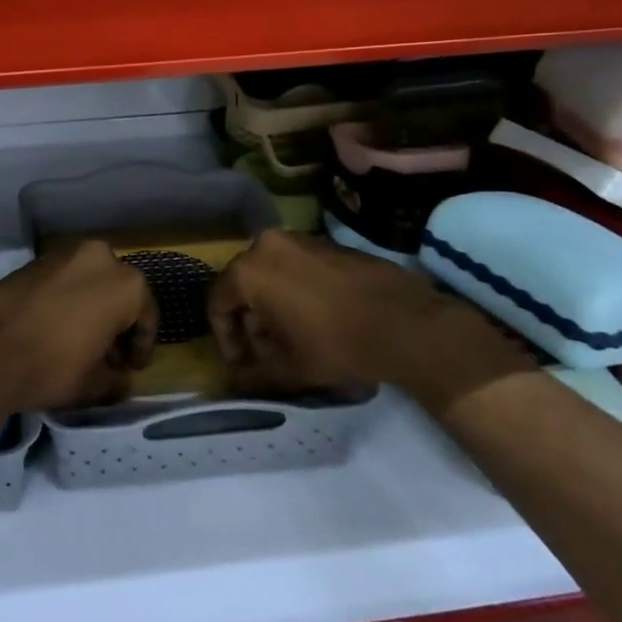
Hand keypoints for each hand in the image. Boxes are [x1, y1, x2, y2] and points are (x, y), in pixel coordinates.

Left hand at [0, 239, 156, 414]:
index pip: (146, 316)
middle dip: (116, 321)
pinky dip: (66, 298)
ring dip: (91, 306)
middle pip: (117, 292)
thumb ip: (116, 380)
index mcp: (125, 284)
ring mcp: (64, 254)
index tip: (131, 368)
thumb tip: (121, 381)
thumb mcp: (94, 385)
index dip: (141, 346)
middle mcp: (99, 258)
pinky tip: (54, 325)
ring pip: (89, 281)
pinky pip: (63, 279)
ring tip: (80, 340)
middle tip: (108, 354)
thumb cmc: (52, 367)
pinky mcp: (34, 260)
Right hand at [208, 230, 533, 417]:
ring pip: (269, 273)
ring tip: (292, 337)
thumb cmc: (336, 345)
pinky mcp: (324, 241)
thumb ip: (252, 374)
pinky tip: (316, 317)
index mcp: (249, 270)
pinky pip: (294, 265)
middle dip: (249, 320)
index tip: (241, 363)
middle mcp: (266, 244)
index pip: (217, 302)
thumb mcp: (289, 369)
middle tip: (266, 351)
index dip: (224, 337)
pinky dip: (294, 289)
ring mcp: (298, 239)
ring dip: (271, 304)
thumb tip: (232, 382)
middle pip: (242, 284)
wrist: (404, 322)